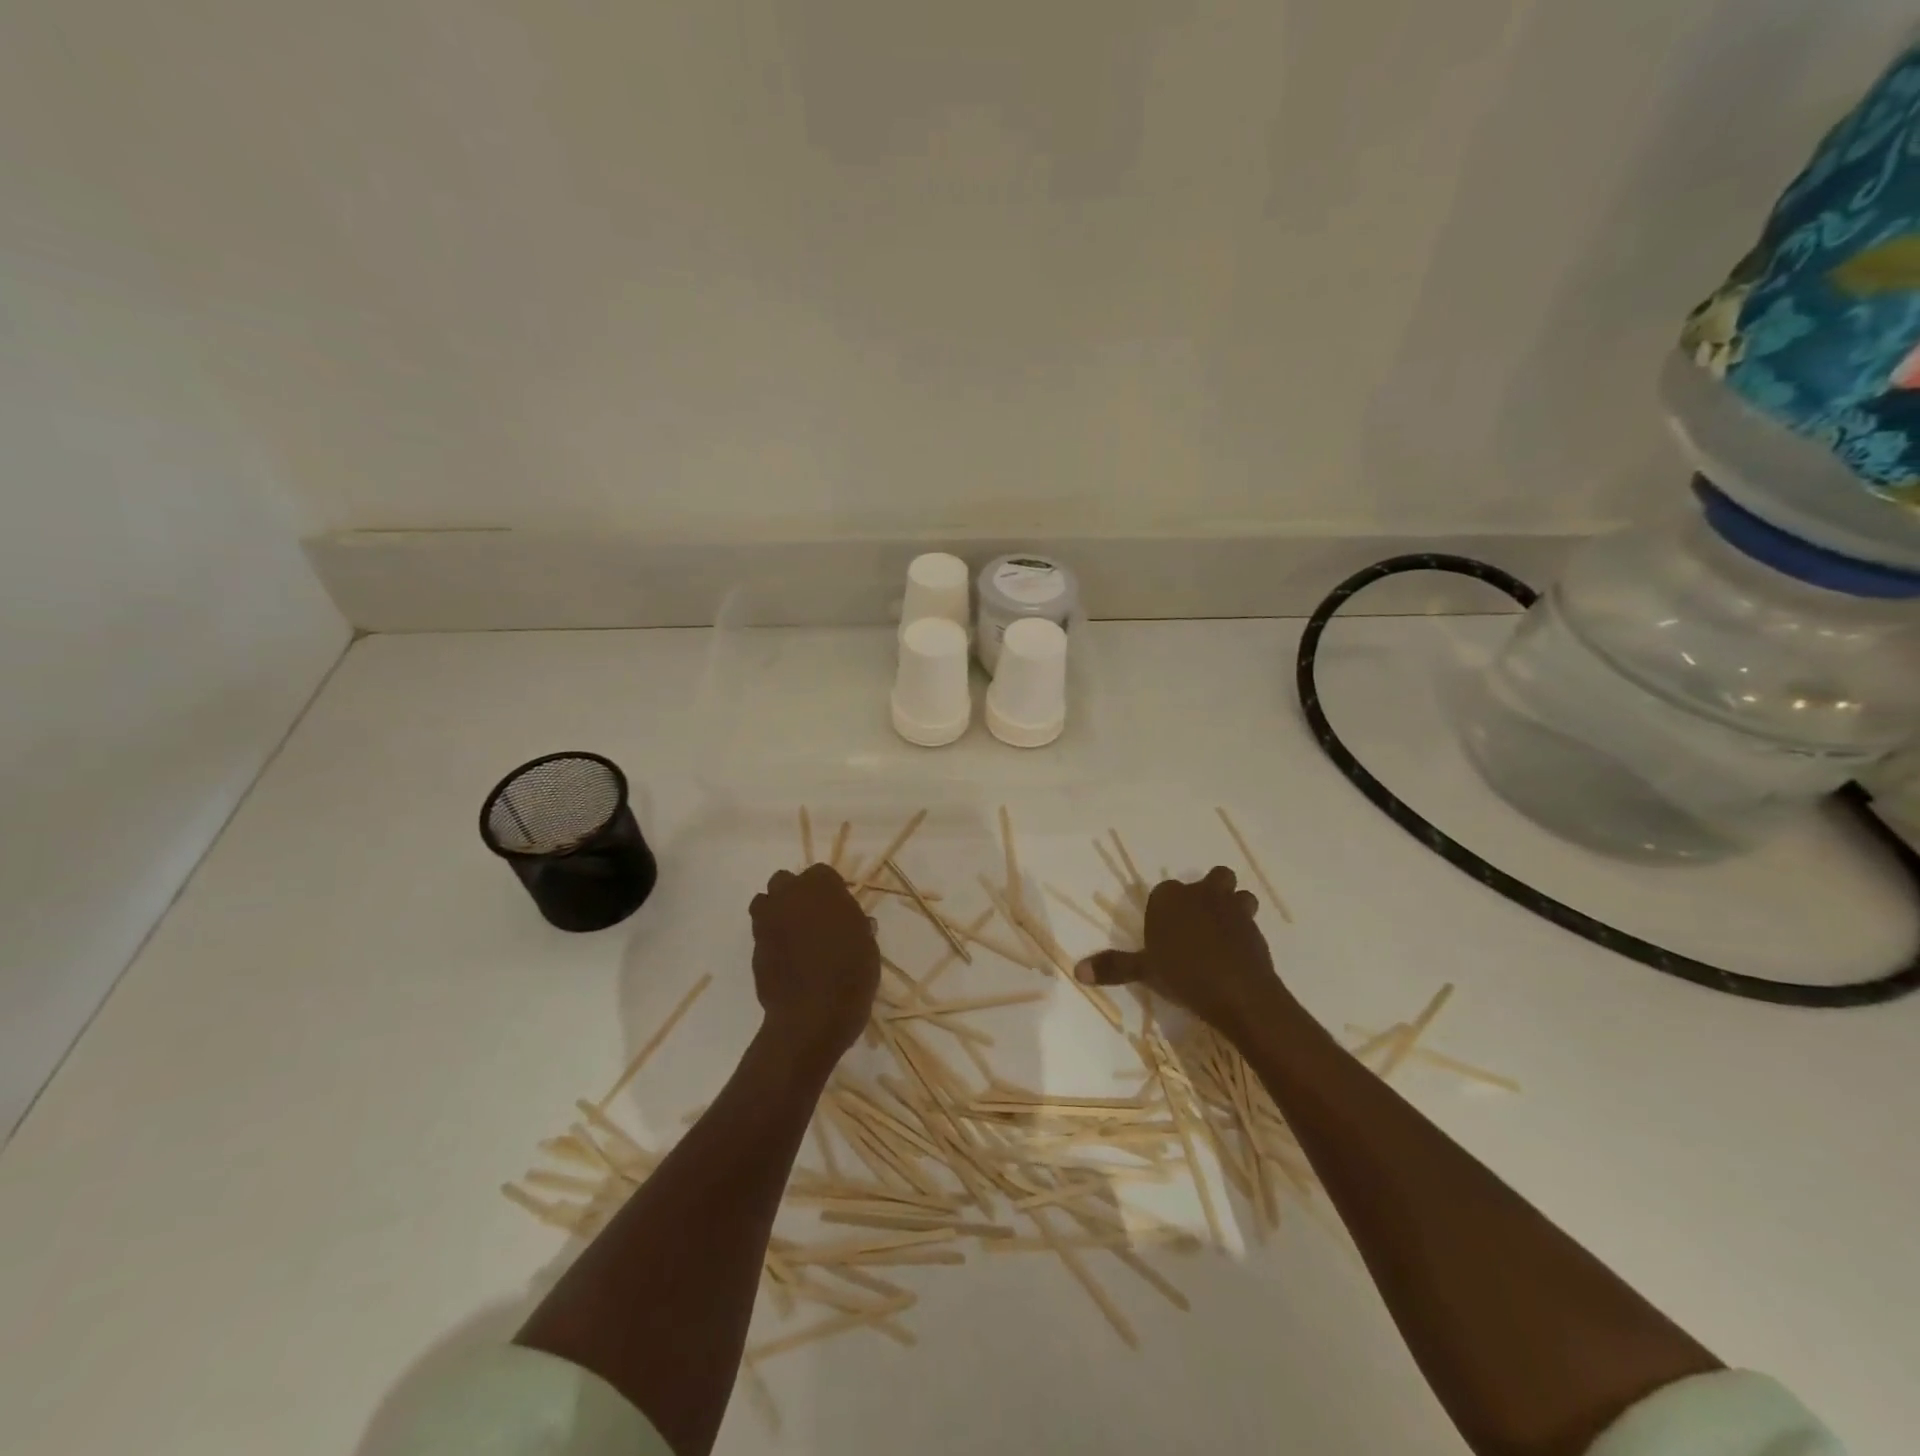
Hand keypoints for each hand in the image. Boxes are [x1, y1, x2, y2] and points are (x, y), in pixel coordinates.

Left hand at [749, 864, 880, 1065]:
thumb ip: (857, 927)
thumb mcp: (867, 947)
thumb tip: (859, 924)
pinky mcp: (754, 947)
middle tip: (814, 918)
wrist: (813, 1015)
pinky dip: (771, 938)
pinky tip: (785, 958)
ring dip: (777, 911)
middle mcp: (789, 896)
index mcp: (821, 888)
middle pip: (785, 882)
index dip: (829, 889)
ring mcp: (767, 921)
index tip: (839, 908)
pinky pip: (761, 932)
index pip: (821, 873)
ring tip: (794, 935)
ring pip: (765, 902)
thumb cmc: (850, 974)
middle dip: (796, 894)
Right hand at [1075, 866, 1284, 1036]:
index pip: (1164, 891)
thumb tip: (1077, 971)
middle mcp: (1202, 894)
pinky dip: (1243, 931)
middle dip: (1207, 892)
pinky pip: (1250, 920)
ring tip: (1221, 932)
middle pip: (1211, 878)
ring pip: (1237, 893)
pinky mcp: (1255, 928)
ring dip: (1232, 905)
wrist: (1239, 992)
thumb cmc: (1184, 974)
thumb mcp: (1144, 972)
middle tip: (1196, 923)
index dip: (1165, 908)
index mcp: (1170, 898)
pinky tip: (1235, 952)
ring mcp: (1232, 908)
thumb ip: (1113, 967)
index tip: (1163, 932)